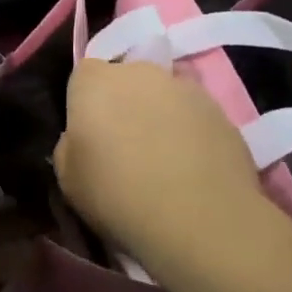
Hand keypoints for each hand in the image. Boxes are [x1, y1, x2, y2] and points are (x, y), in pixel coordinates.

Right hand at [55, 58, 286, 265]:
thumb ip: (70, 146)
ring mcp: (185, 88)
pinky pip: (195, 116)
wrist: (199, 220)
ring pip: (164, 95)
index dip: (86, 102)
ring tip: (164, 159)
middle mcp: (139, 72)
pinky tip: (193, 169)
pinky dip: (191, 133)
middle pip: (127, 78)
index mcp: (94, 81)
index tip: (90, 134)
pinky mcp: (222, 111)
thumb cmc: (117, 196)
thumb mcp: (69, 179)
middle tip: (125, 145)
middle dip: (124, 102)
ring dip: (160, 115)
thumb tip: (82, 138)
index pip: (84, 75)